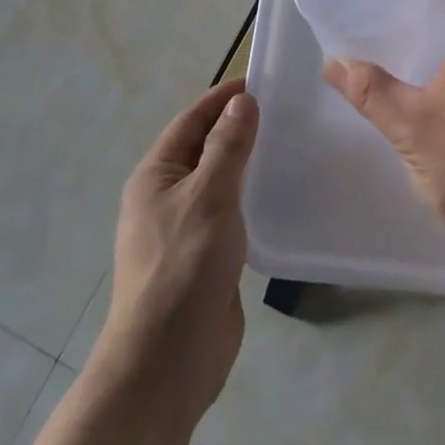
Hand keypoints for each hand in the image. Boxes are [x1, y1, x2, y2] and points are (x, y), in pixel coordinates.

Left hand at [98, 80, 259, 423]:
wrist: (166, 363)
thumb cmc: (182, 268)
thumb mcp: (208, 196)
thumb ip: (227, 147)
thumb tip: (242, 101)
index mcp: (156, 174)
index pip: (192, 119)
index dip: (224, 98)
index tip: (262, 81)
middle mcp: (165, 195)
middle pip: (205, 147)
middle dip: (238, 127)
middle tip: (285, 111)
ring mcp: (184, 228)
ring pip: (219, 180)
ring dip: (246, 162)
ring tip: (289, 146)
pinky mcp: (204, 257)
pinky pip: (229, 212)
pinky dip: (250, 196)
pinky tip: (279, 195)